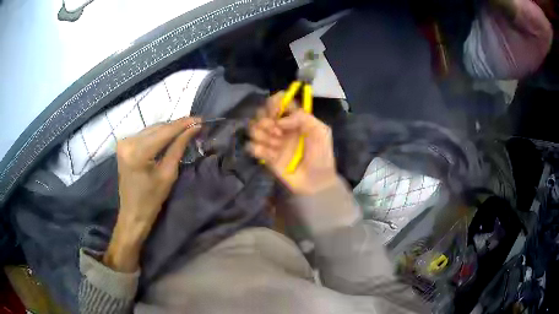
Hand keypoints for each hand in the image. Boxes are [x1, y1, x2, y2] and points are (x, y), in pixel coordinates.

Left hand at [104, 117, 200, 271]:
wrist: (133, 213)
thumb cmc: (151, 200)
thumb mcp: (168, 174)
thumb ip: (179, 148)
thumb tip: (193, 128)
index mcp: (137, 152)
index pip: (164, 132)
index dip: (183, 124)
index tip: (200, 119)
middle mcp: (128, 142)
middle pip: (157, 128)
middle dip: (176, 126)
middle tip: (195, 125)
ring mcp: (124, 143)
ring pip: (151, 129)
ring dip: (168, 129)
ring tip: (185, 130)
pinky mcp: (124, 145)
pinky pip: (145, 134)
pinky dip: (158, 135)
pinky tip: (169, 137)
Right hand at [248, 93, 337, 194]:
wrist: (316, 182)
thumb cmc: (321, 155)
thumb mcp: (321, 131)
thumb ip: (302, 117)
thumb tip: (279, 121)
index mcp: (294, 119)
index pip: (278, 102)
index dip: (274, 104)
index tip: (276, 113)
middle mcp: (281, 127)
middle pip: (262, 113)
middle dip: (265, 120)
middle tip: (277, 132)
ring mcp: (272, 141)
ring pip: (254, 128)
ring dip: (260, 134)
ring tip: (274, 145)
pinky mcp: (266, 156)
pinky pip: (251, 146)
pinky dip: (256, 148)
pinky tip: (268, 155)